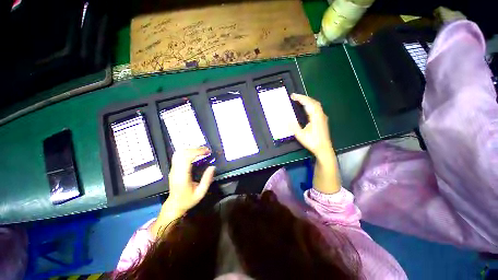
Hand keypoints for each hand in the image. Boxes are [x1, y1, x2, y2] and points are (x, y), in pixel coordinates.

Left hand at [151, 147, 214, 237]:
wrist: (174, 205)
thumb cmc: (188, 200)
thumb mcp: (201, 193)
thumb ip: (207, 179)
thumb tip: (213, 167)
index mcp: (182, 176)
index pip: (187, 157)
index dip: (197, 151)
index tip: (207, 152)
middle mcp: (176, 170)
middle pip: (183, 152)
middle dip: (196, 149)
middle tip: (206, 151)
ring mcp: (173, 169)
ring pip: (179, 152)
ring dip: (191, 149)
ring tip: (201, 152)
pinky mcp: (173, 168)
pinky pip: (179, 155)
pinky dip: (188, 151)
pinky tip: (195, 154)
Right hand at [291, 94, 333, 161]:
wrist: (324, 149)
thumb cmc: (312, 142)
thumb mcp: (300, 135)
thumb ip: (294, 126)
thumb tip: (287, 119)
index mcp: (315, 117)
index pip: (308, 103)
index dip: (300, 98)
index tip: (293, 96)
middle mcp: (320, 115)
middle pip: (313, 102)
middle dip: (303, 98)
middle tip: (294, 96)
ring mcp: (322, 117)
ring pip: (316, 105)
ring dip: (308, 100)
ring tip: (299, 100)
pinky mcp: (323, 120)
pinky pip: (317, 108)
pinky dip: (311, 104)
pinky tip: (307, 107)